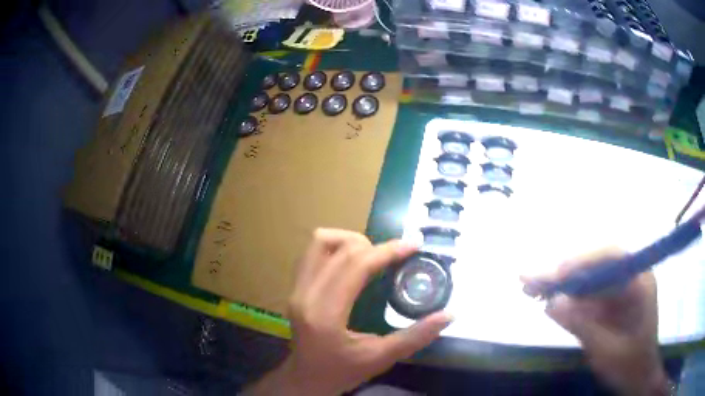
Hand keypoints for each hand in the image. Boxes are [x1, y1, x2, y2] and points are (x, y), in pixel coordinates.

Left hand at [244, 229, 451, 395]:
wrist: (306, 379)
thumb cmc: (341, 372)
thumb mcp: (381, 358)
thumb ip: (416, 336)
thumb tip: (449, 315)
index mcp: (326, 313)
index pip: (356, 266)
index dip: (387, 251)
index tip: (413, 246)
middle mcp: (306, 294)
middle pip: (339, 249)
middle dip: (374, 245)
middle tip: (397, 256)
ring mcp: (296, 288)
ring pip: (320, 242)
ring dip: (350, 241)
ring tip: (373, 256)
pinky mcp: (295, 287)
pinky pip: (313, 252)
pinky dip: (335, 248)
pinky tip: (353, 262)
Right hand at [521, 248, 669, 395]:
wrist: (637, 378)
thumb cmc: (630, 364)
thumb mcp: (607, 350)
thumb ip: (583, 326)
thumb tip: (551, 304)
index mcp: (639, 281)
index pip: (611, 257)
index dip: (582, 261)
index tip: (555, 275)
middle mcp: (628, 278)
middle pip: (594, 265)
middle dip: (562, 273)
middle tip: (530, 280)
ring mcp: (617, 290)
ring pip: (586, 279)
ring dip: (558, 284)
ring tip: (529, 288)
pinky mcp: (607, 304)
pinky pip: (584, 295)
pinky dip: (563, 298)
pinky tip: (544, 299)